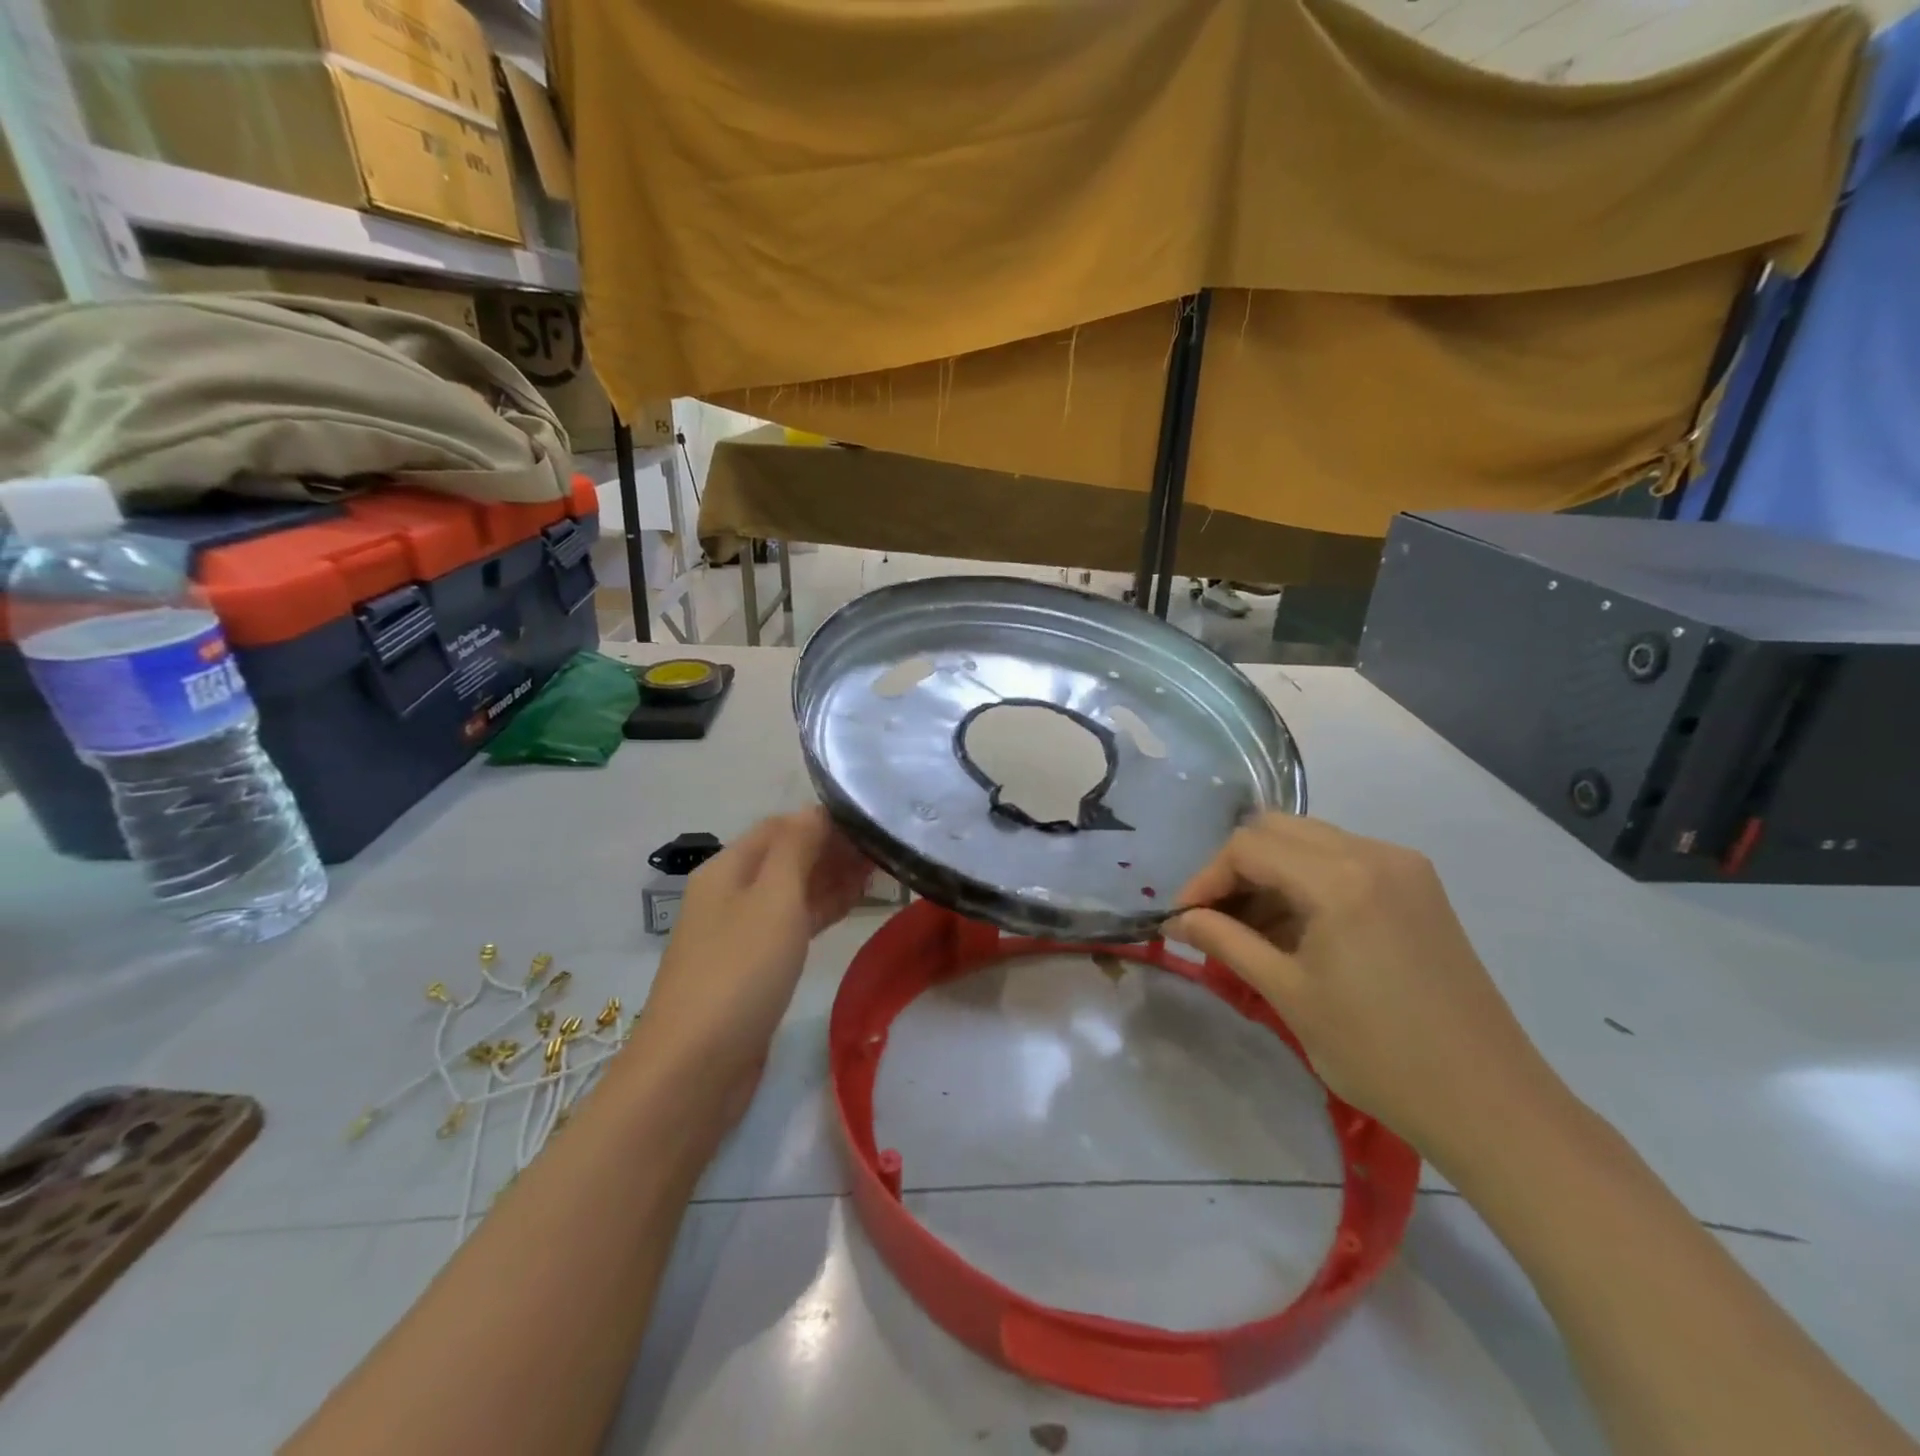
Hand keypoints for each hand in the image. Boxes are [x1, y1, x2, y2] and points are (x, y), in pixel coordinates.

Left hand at [634, 808, 868, 1125]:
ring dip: (831, 879)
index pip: (781, 826)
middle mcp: (730, 893)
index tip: (872, 823)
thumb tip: (817, 809)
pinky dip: (822, 911)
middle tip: (885, 849)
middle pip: (786, 857)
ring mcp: (740, 933)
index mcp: (727, 868)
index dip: (824, 820)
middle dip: (833, 849)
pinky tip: (851, 907)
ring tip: (881, 871)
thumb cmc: (740, 971)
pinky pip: (792, 925)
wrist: (695, 1067)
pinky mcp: (753, 969)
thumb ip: (798, 848)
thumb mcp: (774, 898)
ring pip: (792, 892)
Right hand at [1167, 814, 1558, 1164]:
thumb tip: (1178, 920)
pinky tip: (1297, 931)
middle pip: (1277, 830)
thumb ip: (1225, 942)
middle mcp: (1375, 854)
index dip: (1206, 877)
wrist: (1490, 1103)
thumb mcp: (1288, 994)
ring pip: (1310, 842)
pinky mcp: (1419, 889)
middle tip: (1214, 918)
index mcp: (1341, 878)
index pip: (1248, 847)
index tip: (1184, 918)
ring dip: (1270, 874)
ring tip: (1250, 931)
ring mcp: (1404, 868)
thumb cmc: (1379, 1053)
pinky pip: (1344, 862)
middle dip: (1235, 869)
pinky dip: (1306, 882)